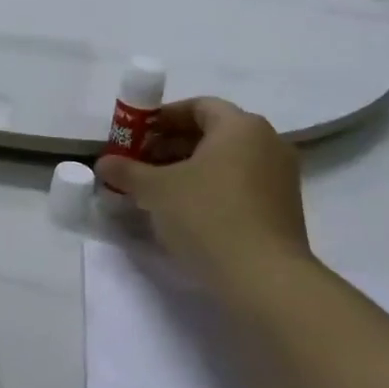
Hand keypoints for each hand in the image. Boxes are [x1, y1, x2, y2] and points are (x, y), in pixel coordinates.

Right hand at [95, 97, 309, 282]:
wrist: (265, 281)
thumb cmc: (208, 216)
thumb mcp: (155, 189)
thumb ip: (127, 171)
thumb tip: (105, 163)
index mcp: (240, 126)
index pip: (197, 106)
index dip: (161, 118)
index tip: (135, 136)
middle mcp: (267, 143)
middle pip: (211, 133)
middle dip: (170, 145)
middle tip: (139, 164)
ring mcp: (280, 178)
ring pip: (225, 161)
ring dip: (188, 169)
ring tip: (156, 191)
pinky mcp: (283, 210)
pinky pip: (239, 185)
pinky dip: (210, 189)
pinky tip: (184, 212)